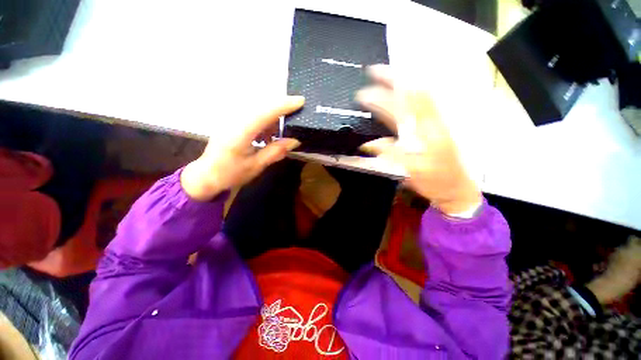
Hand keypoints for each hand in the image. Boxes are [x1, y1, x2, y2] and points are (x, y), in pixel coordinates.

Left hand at [181, 96, 303, 200]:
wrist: (207, 174)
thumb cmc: (231, 173)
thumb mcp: (256, 165)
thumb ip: (275, 151)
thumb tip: (295, 140)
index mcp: (240, 132)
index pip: (265, 112)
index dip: (284, 105)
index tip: (301, 101)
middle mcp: (234, 120)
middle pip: (262, 106)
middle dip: (281, 109)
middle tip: (295, 117)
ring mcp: (231, 119)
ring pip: (258, 109)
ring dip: (272, 118)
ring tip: (278, 135)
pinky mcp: (232, 121)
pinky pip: (252, 114)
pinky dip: (264, 121)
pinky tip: (267, 136)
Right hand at [357, 65, 480, 214]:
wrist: (456, 187)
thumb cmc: (435, 181)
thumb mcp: (412, 172)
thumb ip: (390, 155)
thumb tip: (368, 144)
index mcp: (426, 132)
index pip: (405, 104)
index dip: (386, 91)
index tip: (366, 87)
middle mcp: (431, 122)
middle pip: (414, 92)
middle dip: (392, 79)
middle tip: (372, 72)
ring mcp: (434, 122)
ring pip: (420, 95)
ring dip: (402, 83)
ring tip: (385, 77)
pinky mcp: (435, 126)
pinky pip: (424, 104)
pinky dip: (411, 94)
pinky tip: (402, 92)